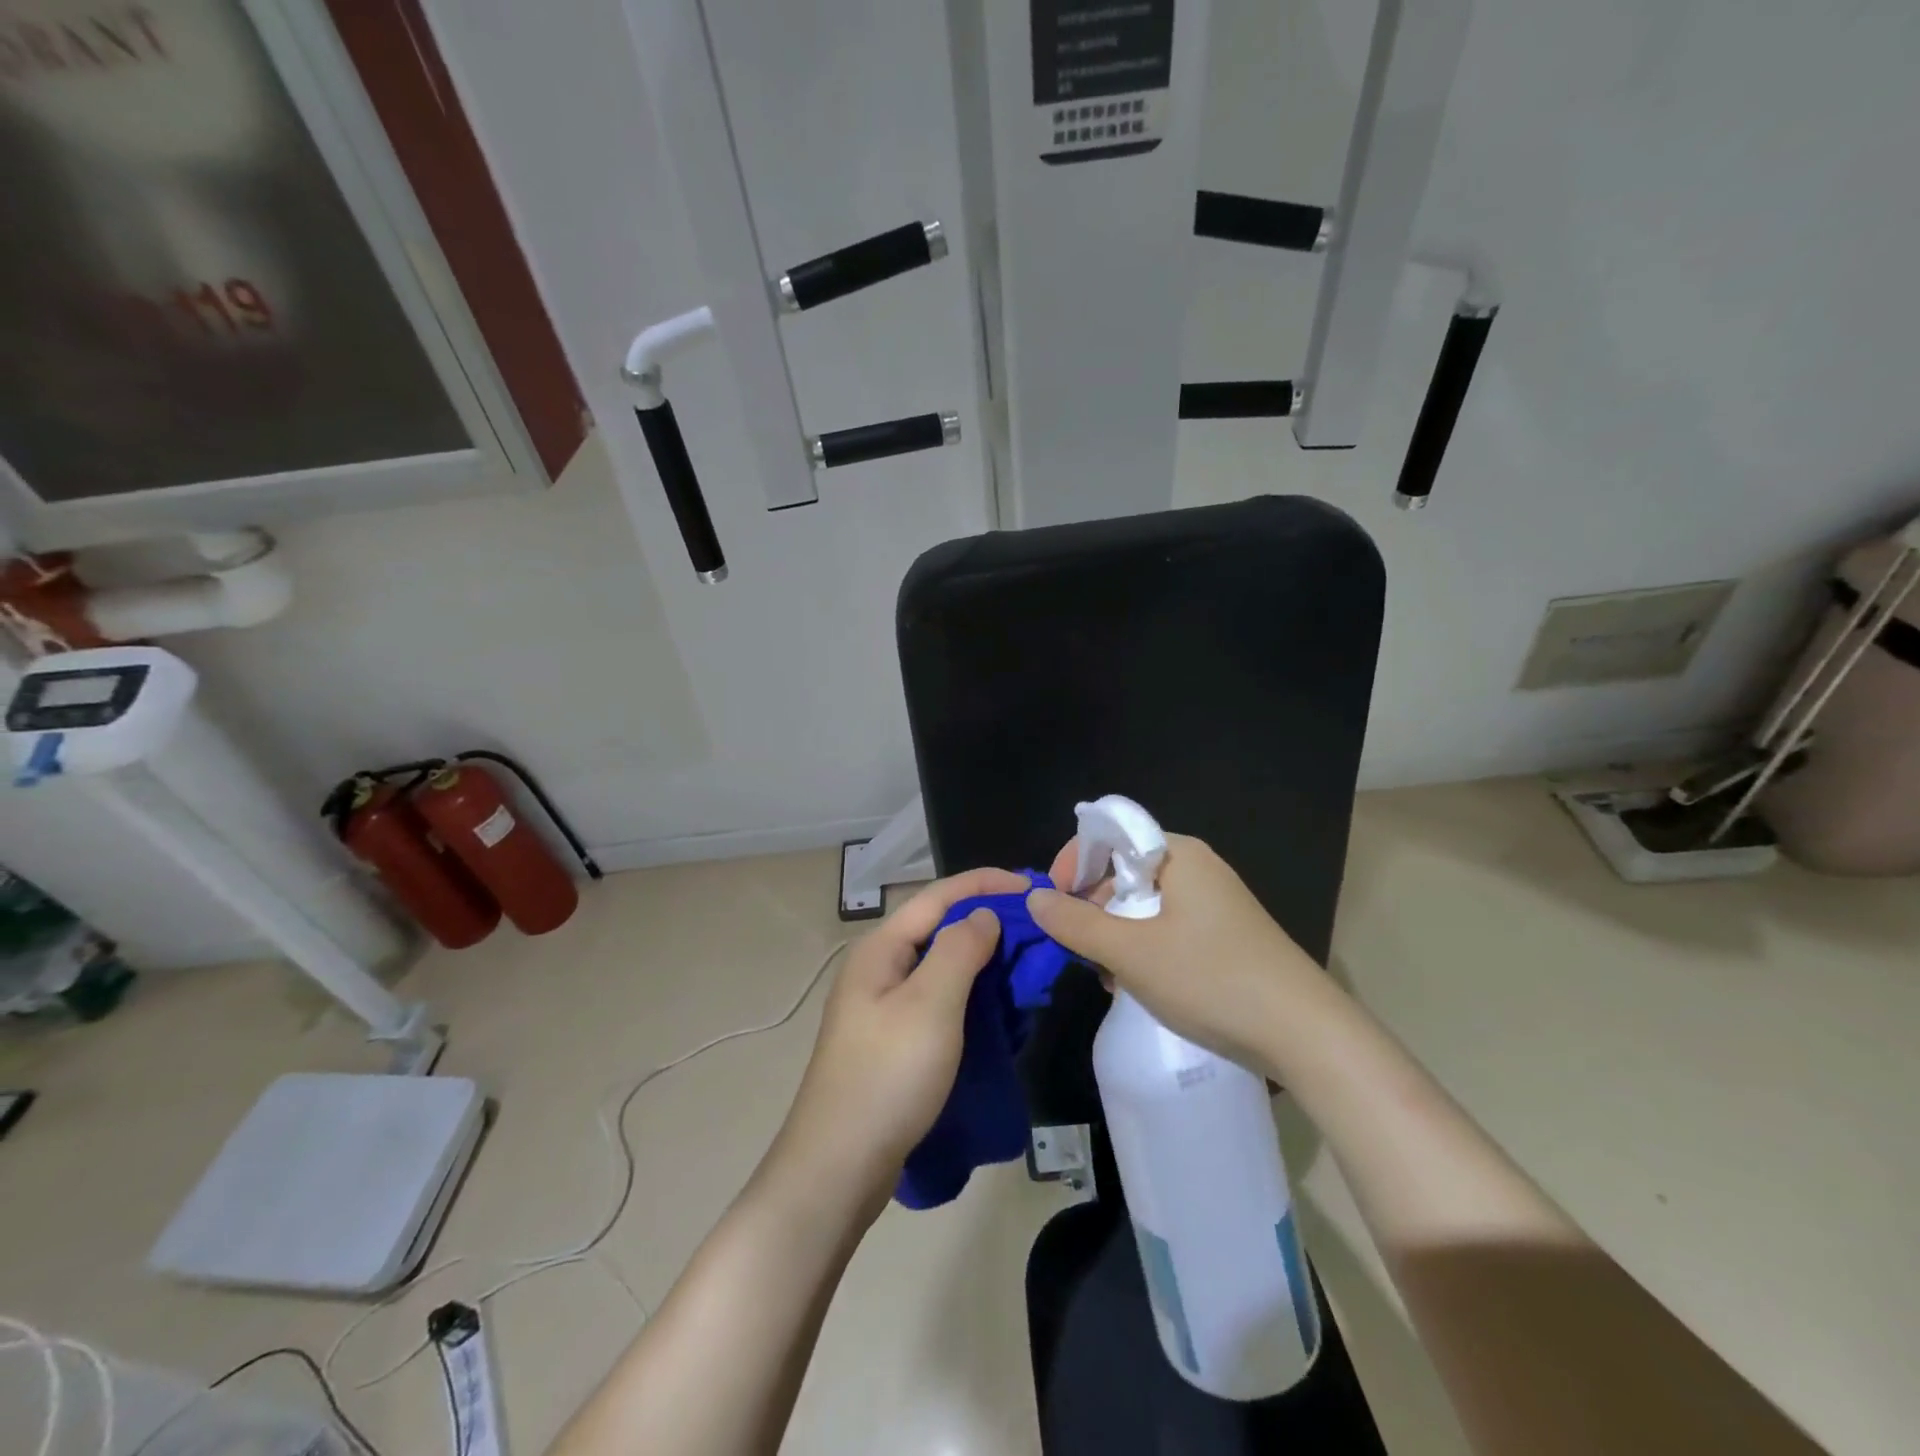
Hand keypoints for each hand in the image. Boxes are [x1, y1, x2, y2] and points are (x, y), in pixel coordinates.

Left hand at [769, 867, 1028, 1216]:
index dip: (986, 883)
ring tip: (1025, 967)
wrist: (838, 1168)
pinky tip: (997, 1010)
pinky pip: (939, 1000)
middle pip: (939, 927)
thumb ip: (959, 949)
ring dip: (983, 960)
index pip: (939, 896)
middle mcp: (879, 968)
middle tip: (1038, 931)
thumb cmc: (887, 1077)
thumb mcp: (930, 1005)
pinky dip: (971, 995)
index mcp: (881, 949)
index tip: (1033, 887)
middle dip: (988, 921)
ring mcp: (882, 1006)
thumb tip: (984, 915)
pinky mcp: (892, 1040)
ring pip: (941, 966)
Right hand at [1027, 834, 1329, 1074]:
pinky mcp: (1223, 936)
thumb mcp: (1132, 952)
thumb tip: (1034, 899)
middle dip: (1093, 907)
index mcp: (1178, 854)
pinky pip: (1167, 928)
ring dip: (1116, 935)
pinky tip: (1136, 985)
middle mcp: (1196, 868)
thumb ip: (1076, 924)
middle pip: (1124, 871)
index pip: (1110, 835)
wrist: (1305, 1034)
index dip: (1073, 862)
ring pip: (1143, 905)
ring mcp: (1213, 903)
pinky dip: (1143, 949)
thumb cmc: (1211, 978)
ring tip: (1108, 976)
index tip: (1052, 902)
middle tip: (1079, 949)